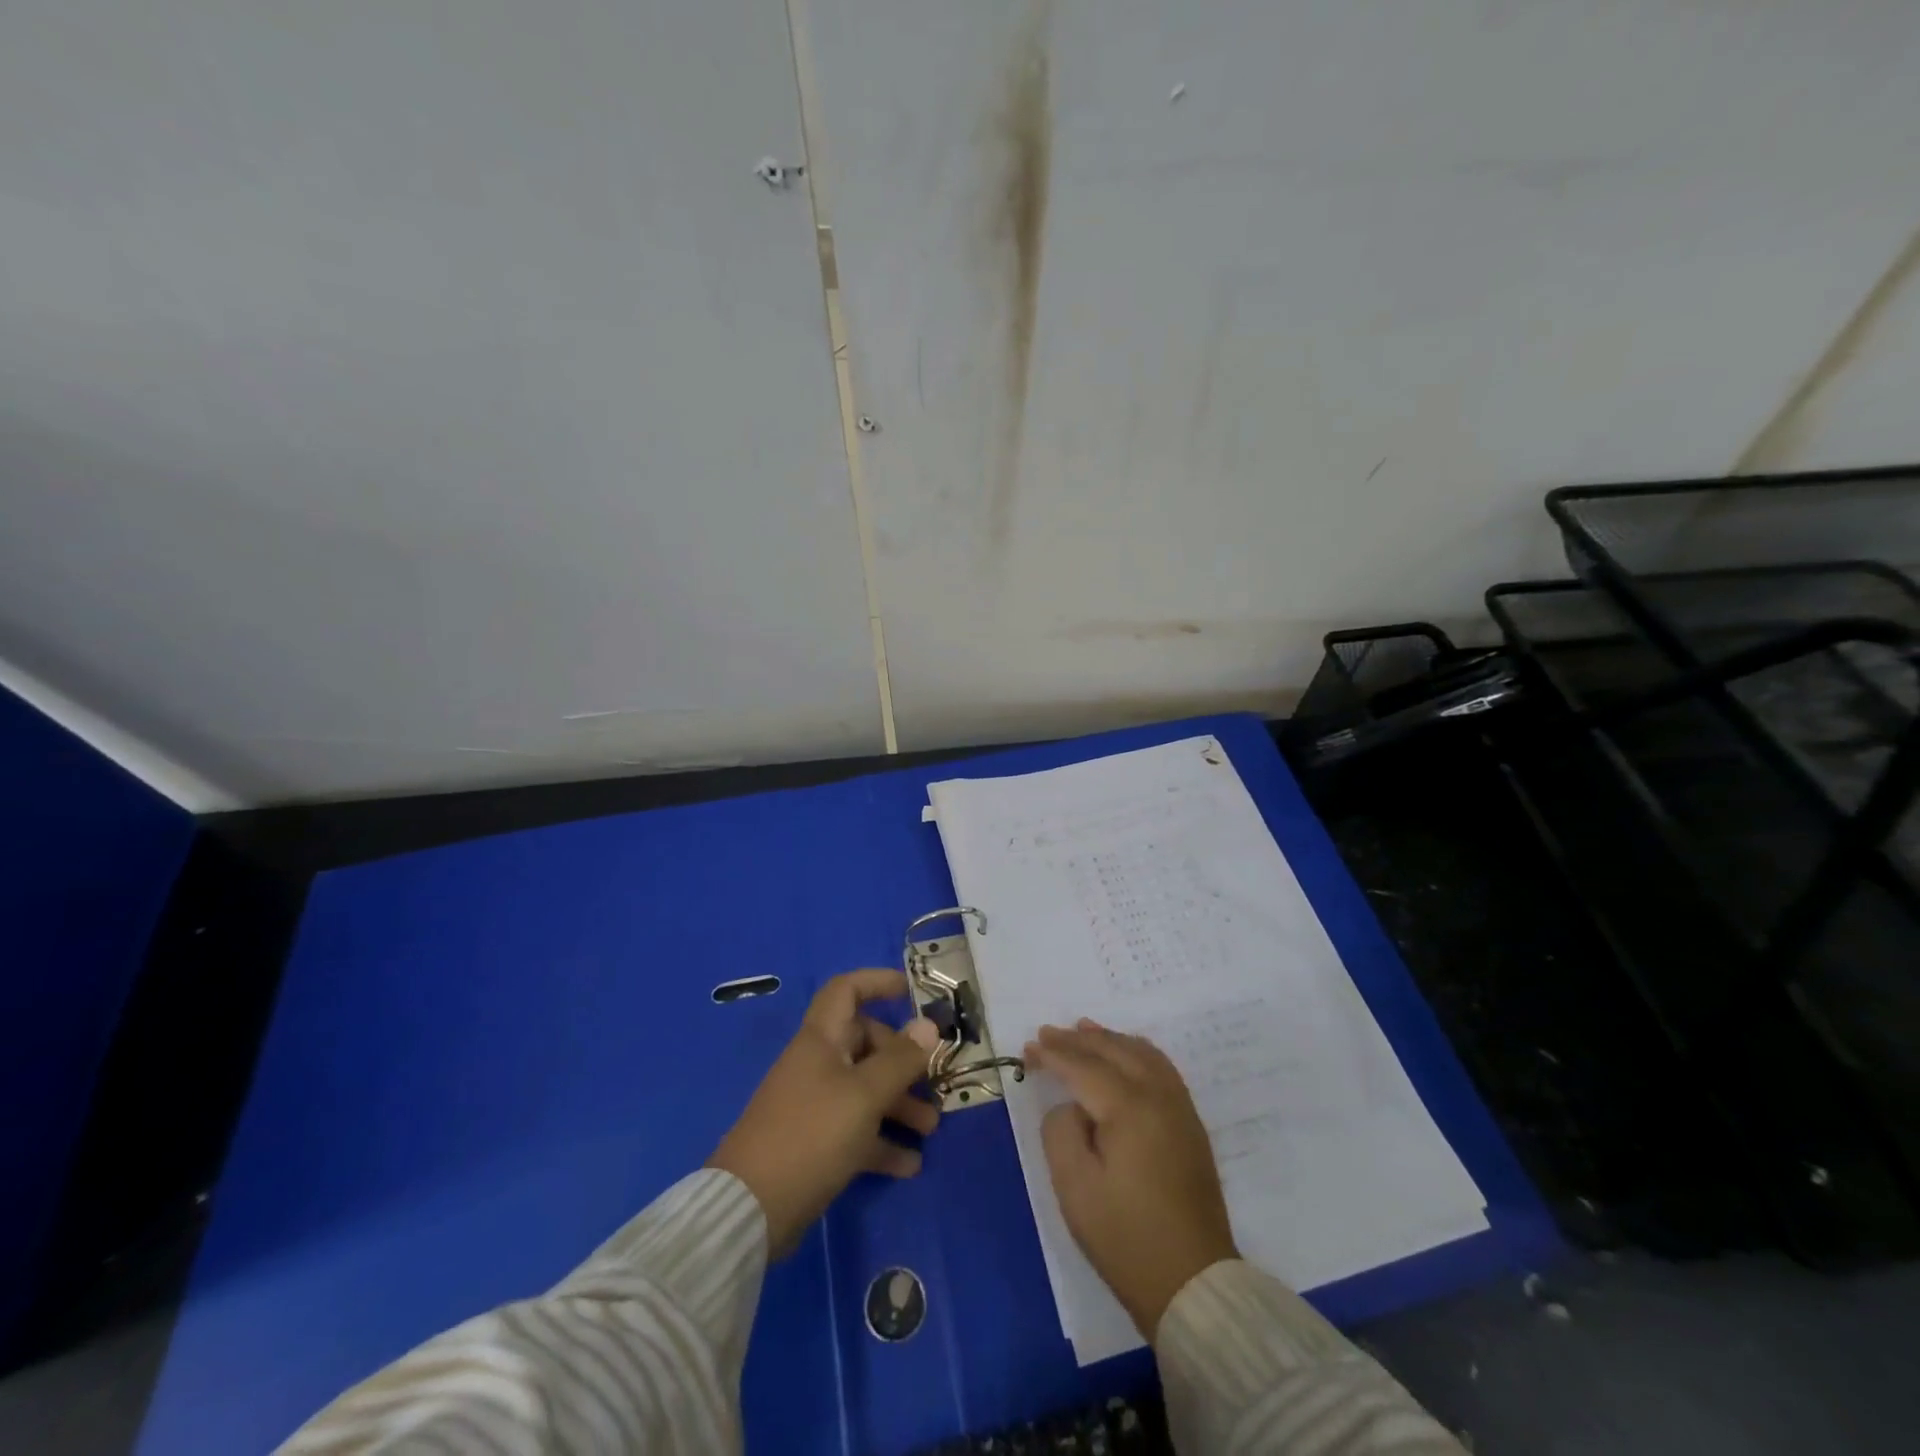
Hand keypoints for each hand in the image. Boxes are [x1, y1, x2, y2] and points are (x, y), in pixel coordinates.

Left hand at [708, 969, 939, 1256]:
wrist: (751, 1208)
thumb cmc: (811, 1133)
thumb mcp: (864, 1094)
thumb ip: (900, 1060)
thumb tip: (929, 1025)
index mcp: (822, 1040)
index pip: (847, 991)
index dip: (878, 982)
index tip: (913, 992)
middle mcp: (819, 1065)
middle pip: (866, 1044)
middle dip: (904, 1061)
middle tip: (934, 1081)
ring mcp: (816, 1105)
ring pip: (866, 1090)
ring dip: (900, 1104)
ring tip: (931, 1128)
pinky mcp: (817, 1143)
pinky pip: (858, 1131)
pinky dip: (883, 1142)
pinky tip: (910, 1164)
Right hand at [1025, 1020, 1238, 1339]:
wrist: (1193, 1284)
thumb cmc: (1125, 1238)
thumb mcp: (1074, 1187)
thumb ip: (1061, 1131)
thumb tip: (1072, 1107)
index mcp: (1129, 1108)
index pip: (1084, 1067)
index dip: (1054, 1054)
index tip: (1028, 1047)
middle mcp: (1159, 1096)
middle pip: (1114, 1051)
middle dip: (1078, 1039)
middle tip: (1048, 1032)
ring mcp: (1180, 1109)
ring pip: (1142, 1053)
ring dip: (1110, 1039)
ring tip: (1084, 1029)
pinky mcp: (1190, 1125)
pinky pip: (1161, 1068)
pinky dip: (1136, 1052)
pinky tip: (1126, 1054)